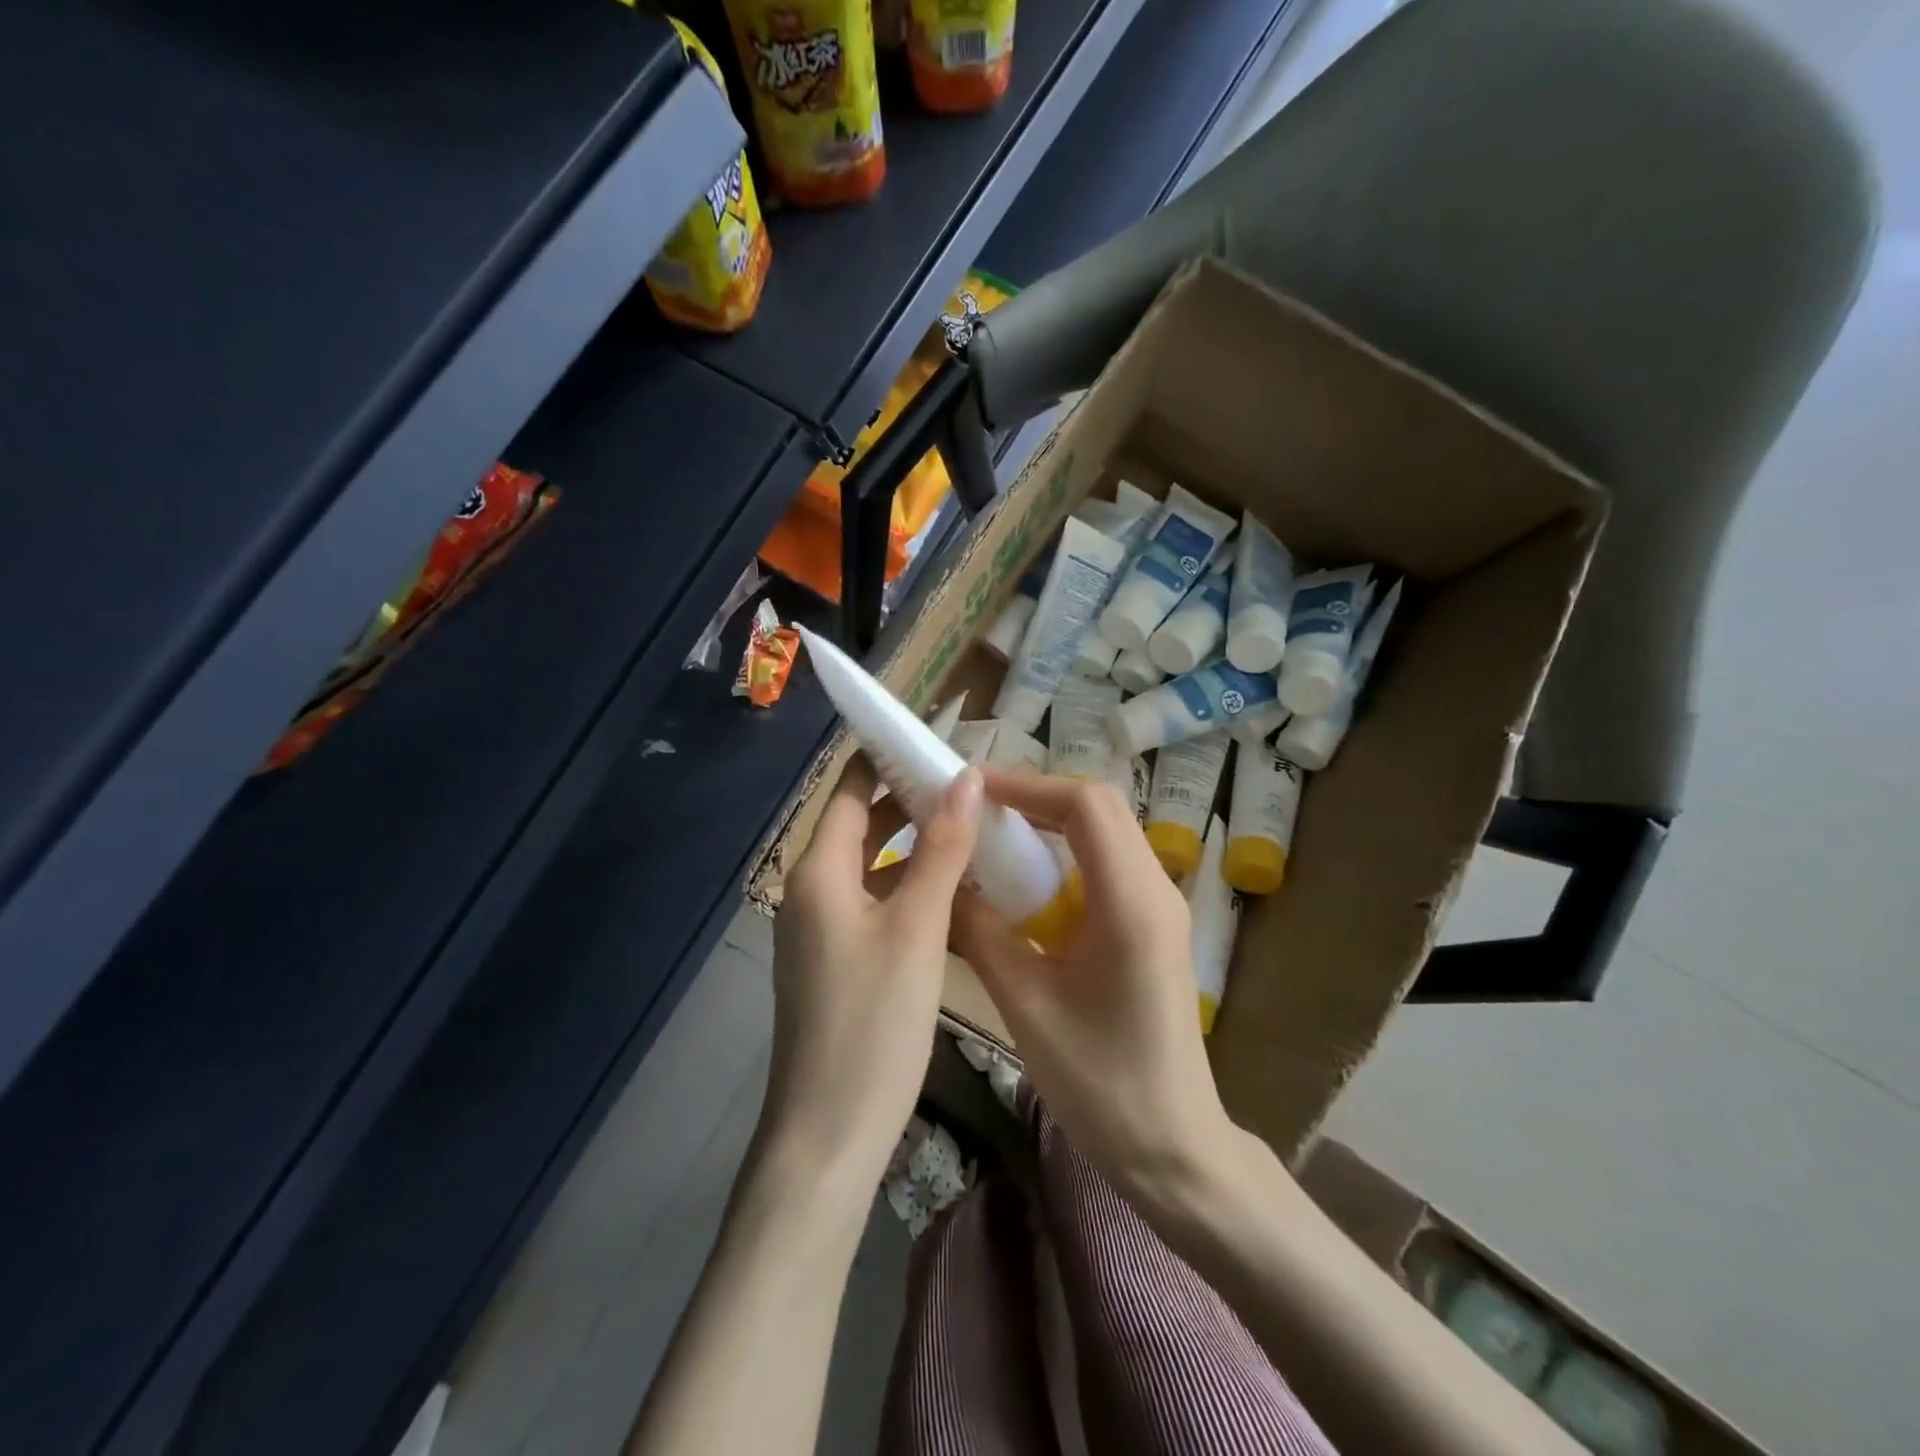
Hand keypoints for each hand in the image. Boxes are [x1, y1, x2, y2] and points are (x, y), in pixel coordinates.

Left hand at [763, 757, 982, 1194]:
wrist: (828, 1136)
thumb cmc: (871, 1025)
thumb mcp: (916, 929)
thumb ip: (941, 849)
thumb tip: (966, 777)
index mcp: (819, 871)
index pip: (849, 788)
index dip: (888, 756)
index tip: (939, 736)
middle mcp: (813, 890)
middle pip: (861, 824)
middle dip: (911, 798)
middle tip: (974, 782)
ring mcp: (824, 929)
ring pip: (873, 866)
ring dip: (917, 844)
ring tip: (975, 826)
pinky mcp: (840, 961)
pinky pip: (877, 902)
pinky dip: (911, 886)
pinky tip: (957, 890)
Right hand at [951, 769, 1235, 1204]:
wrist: (1173, 1148)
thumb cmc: (1101, 1085)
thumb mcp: (1026, 1005)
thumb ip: (980, 933)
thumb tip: (944, 882)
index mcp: (1131, 903)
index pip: (1086, 806)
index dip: (1027, 785)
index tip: (972, 789)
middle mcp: (1156, 889)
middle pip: (1100, 807)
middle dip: (1036, 796)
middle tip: (977, 809)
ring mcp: (1161, 905)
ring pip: (1106, 831)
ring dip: (1051, 822)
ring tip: (994, 833)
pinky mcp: (1153, 924)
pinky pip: (1108, 863)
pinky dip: (1066, 852)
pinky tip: (1027, 880)